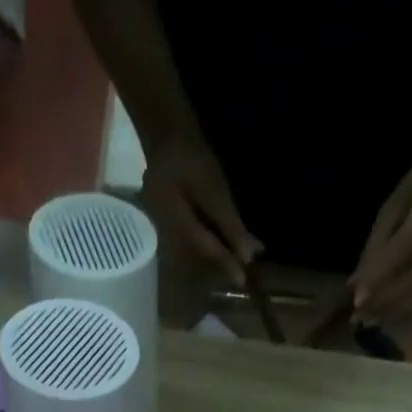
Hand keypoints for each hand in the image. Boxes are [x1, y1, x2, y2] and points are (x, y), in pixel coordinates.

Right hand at [141, 132, 260, 284]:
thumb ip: (229, 224)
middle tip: (245, 270)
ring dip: (220, 251)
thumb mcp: (213, 189)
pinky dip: (213, 239)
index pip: (204, 250)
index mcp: (172, 223)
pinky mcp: (171, 222)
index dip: (225, 264)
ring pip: (198, 247)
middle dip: (223, 260)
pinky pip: (195, 236)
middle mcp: (165, 232)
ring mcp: (165, 228)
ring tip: (243, 256)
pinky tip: (228, 241)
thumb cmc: (190, 155)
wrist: (166, 130)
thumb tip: (246, 257)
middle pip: (199, 254)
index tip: (242, 281)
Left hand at [351, 144, 411, 324]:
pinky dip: (410, 314)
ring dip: (395, 313)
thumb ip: (375, 247)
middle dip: (385, 302)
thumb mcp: (392, 208)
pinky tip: (390, 319)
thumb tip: (355, 286)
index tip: (357, 301)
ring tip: (370, 322)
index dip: (380, 277)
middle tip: (359, 318)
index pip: (405, 248)